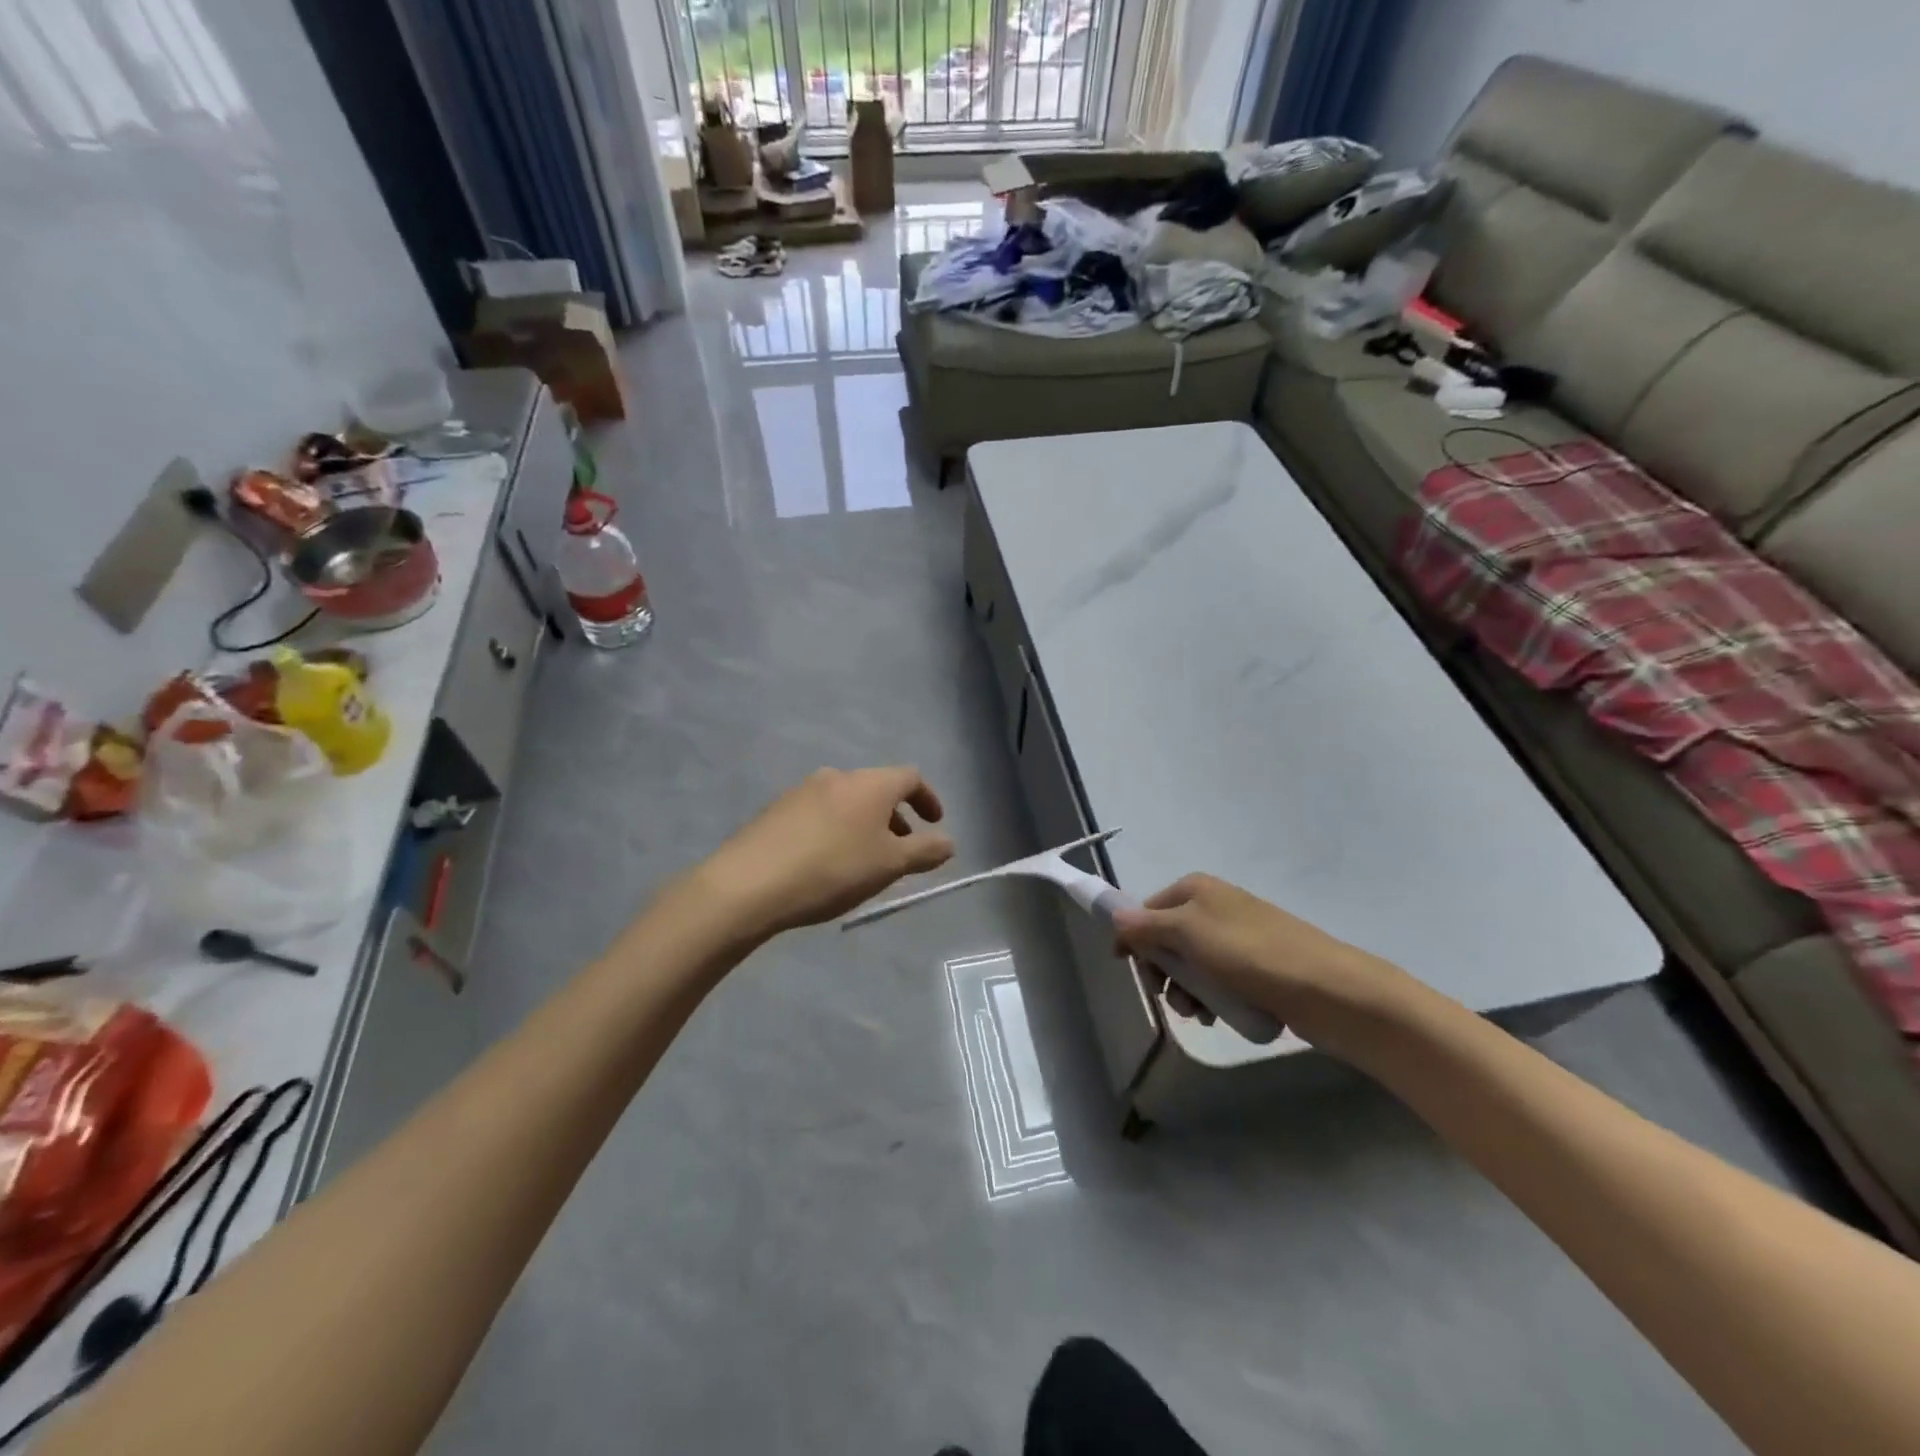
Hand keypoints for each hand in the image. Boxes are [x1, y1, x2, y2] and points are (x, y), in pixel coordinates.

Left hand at [701, 767, 954, 936]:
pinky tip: (827, 863)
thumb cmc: (833, 869)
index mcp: (870, 784)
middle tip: (901, 849)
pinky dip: (837, 830)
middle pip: (877, 789)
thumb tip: (949, 842)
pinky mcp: (777, 810)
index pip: (910, 778)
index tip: (935, 824)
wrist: (750, 883)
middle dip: (895, 817)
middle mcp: (838, 776)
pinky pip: (820, 814)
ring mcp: (803, 790)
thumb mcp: (889, 865)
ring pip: (847, 802)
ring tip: (865, 860)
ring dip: (865, 825)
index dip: (928, 799)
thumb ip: (925, 851)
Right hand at [1111, 874, 1406, 1052]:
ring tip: (1200, 1014)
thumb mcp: (1188, 934)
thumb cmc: (1250, 954)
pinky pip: (1218, 981)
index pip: (1146, 910)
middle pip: (1167, 940)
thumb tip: (1114, 918)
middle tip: (1170, 998)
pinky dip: (1212, 999)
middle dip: (1164, 972)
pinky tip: (1219, 1018)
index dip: (1135, 940)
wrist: (1327, 990)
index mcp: (1196, 889)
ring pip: (1192, 965)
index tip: (1132, 971)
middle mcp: (1214, 906)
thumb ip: (1145, 926)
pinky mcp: (1256, 967)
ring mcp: (1237, 937)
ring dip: (1187, 991)